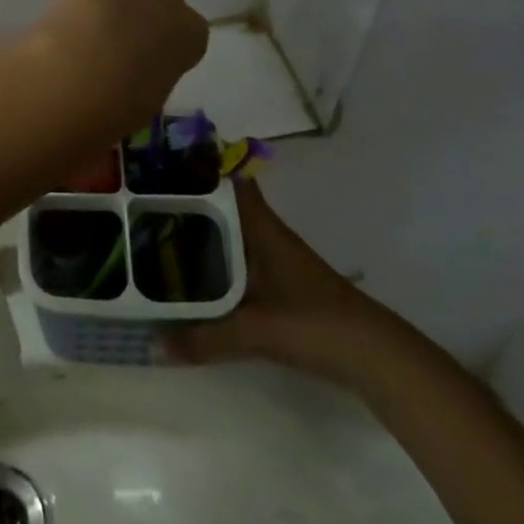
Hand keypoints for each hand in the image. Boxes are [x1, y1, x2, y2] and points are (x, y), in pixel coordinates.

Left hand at [20, 0, 208, 137]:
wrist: (84, 73)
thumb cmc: (119, 102)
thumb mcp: (145, 99)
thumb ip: (145, 77)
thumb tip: (125, 78)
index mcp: (191, 34)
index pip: (183, 30)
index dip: (155, 41)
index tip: (134, 56)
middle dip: (133, 10)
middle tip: (103, 38)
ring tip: (74, 24)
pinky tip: (57, 7)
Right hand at [167, 180, 406, 389]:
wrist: (376, 358)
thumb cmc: (314, 323)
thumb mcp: (255, 330)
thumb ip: (205, 338)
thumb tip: (155, 346)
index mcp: (262, 228)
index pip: (231, 182)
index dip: (201, 168)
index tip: (163, 165)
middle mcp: (269, 235)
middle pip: (225, 208)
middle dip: (192, 204)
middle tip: (147, 202)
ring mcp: (279, 261)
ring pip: (233, 235)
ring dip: (204, 234)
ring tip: (161, 234)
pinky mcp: (284, 286)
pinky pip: (241, 261)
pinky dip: (219, 262)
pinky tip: (198, 276)